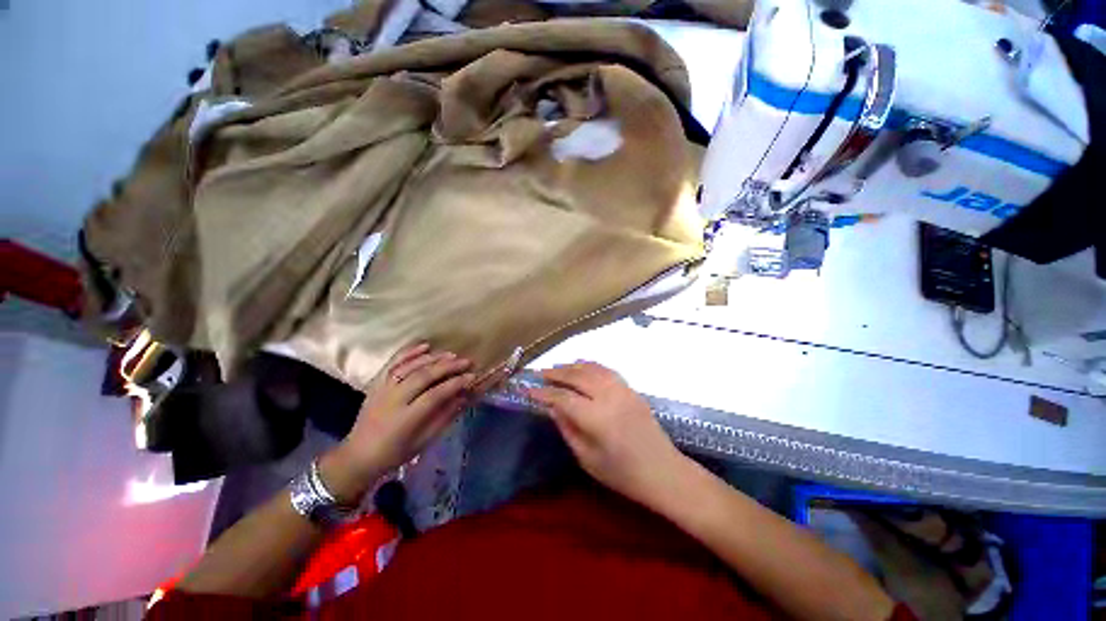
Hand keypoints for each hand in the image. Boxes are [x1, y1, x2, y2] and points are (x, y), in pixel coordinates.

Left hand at [321, 343, 474, 502]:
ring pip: (409, 367)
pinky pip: (393, 363)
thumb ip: (444, 417)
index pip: (435, 395)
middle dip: (448, 367)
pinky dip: (409, 352)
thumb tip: (464, 397)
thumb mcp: (424, 441)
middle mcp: (393, 400)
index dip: (455, 384)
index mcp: (405, 419)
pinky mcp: (376, 383)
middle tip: (466, 361)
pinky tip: (424, 345)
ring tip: (451, 354)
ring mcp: (383, 389)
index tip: (472, 377)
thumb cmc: (395, 452)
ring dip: (432, 358)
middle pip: (423, 376)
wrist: (358, 455)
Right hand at [527, 362, 682, 504]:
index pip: (563, 397)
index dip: (543, 392)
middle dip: (556, 373)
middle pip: (577, 376)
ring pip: (592, 368)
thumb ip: (567, 428)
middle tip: (540, 374)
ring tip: (557, 368)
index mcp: (596, 418)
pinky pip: (606, 370)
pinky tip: (582, 367)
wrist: (663, 471)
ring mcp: (622, 389)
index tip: (528, 389)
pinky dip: (590, 365)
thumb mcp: (587, 458)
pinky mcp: (631, 388)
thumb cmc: (623, 474)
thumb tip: (551, 407)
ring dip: (572, 366)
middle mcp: (608, 396)